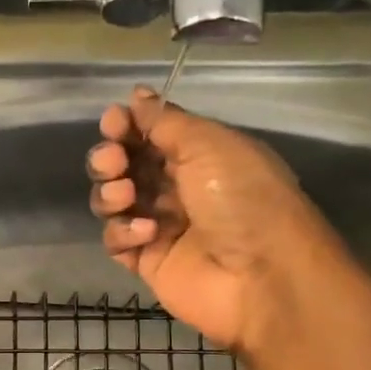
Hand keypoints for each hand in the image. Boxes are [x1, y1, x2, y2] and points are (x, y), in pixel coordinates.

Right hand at [88, 86, 335, 351]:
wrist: (261, 274)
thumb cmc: (242, 198)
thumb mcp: (209, 144)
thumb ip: (166, 121)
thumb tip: (137, 94)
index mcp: (198, 155)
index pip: (148, 134)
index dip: (125, 126)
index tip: (114, 123)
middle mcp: (176, 188)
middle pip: (123, 166)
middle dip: (109, 158)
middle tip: (114, 162)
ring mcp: (160, 226)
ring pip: (113, 201)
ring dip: (110, 193)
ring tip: (126, 196)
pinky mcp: (148, 261)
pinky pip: (116, 240)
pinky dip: (123, 231)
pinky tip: (147, 233)